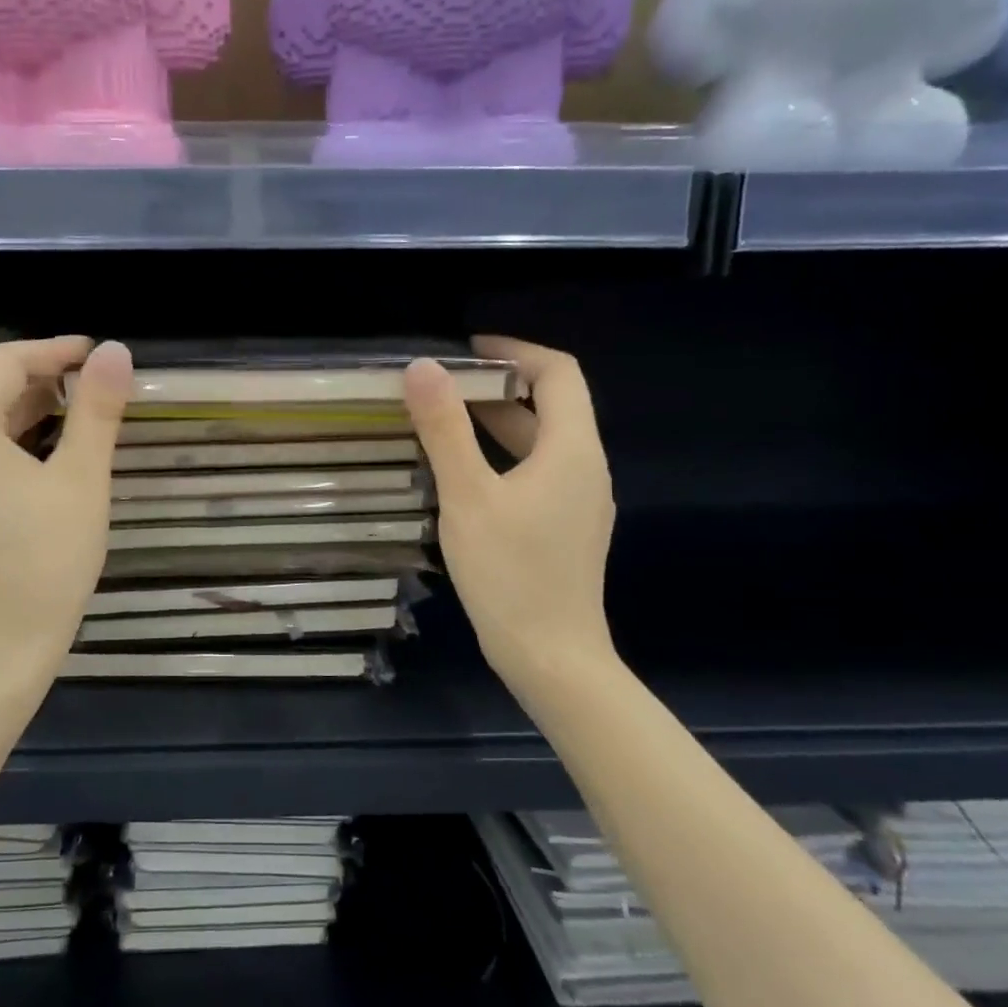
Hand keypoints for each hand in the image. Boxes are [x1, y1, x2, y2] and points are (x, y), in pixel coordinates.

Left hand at [0, 337, 132, 685]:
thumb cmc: (47, 560)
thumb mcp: (81, 480)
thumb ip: (97, 410)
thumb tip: (114, 351)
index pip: (3, 364)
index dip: (52, 351)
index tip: (94, 355)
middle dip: (38, 385)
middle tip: (90, 393)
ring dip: (20, 420)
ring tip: (69, 429)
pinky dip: (0, 454)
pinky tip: (33, 475)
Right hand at [403, 337, 616, 691]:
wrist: (551, 656)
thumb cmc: (509, 573)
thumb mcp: (467, 496)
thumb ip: (444, 429)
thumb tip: (422, 368)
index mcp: (572, 449)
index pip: (557, 372)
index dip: (515, 351)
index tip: (467, 349)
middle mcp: (585, 468)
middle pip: (549, 406)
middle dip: (497, 387)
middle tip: (442, 386)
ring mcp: (579, 502)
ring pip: (540, 444)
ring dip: (496, 424)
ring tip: (443, 423)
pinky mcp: (566, 529)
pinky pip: (536, 474)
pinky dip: (501, 458)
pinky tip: (463, 476)